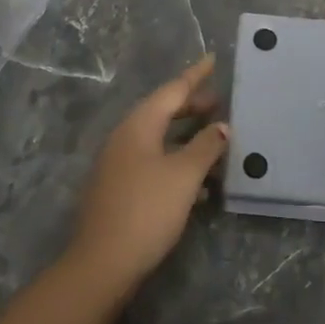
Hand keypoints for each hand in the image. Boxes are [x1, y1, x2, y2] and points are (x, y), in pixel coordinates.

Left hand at [68, 55, 228, 286]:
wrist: (102, 264)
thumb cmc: (147, 210)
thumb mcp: (184, 175)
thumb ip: (206, 146)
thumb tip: (222, 126)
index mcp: (138, 126)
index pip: (172, 90)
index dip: (195, 76)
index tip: (212, 59)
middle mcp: (125, 138)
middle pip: (162, 112)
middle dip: (192, 106)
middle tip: (220, 102)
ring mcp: (118, 165)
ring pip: (159, 139)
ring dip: (187, 136)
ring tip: (216, 138)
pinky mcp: (120, 189)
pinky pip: (154, 162)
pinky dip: (177, 162)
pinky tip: (199, 182)